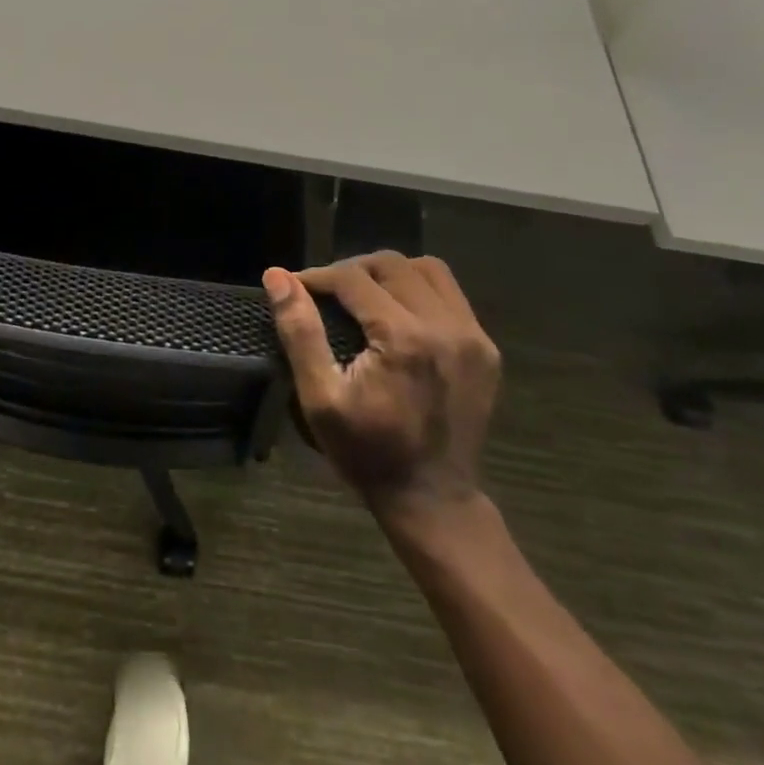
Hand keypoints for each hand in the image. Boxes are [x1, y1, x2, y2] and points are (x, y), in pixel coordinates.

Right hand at [264, 253, 498, 520]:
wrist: (433, 500)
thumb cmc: (367, 452)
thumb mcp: (320, 398)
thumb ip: (299, 331)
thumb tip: (277, 276)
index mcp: (404, 338)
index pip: (353, 278)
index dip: (318, 276)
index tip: (295, 287)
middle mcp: (446, 326)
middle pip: (392, 264)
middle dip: (352, 269)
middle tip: (326, 293)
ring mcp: (473, 336)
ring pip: (428, 269)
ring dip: (390, 273)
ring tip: (364, 296)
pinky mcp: (486, 349)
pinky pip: (450, 295)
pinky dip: (419, 291)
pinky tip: (398, 314)